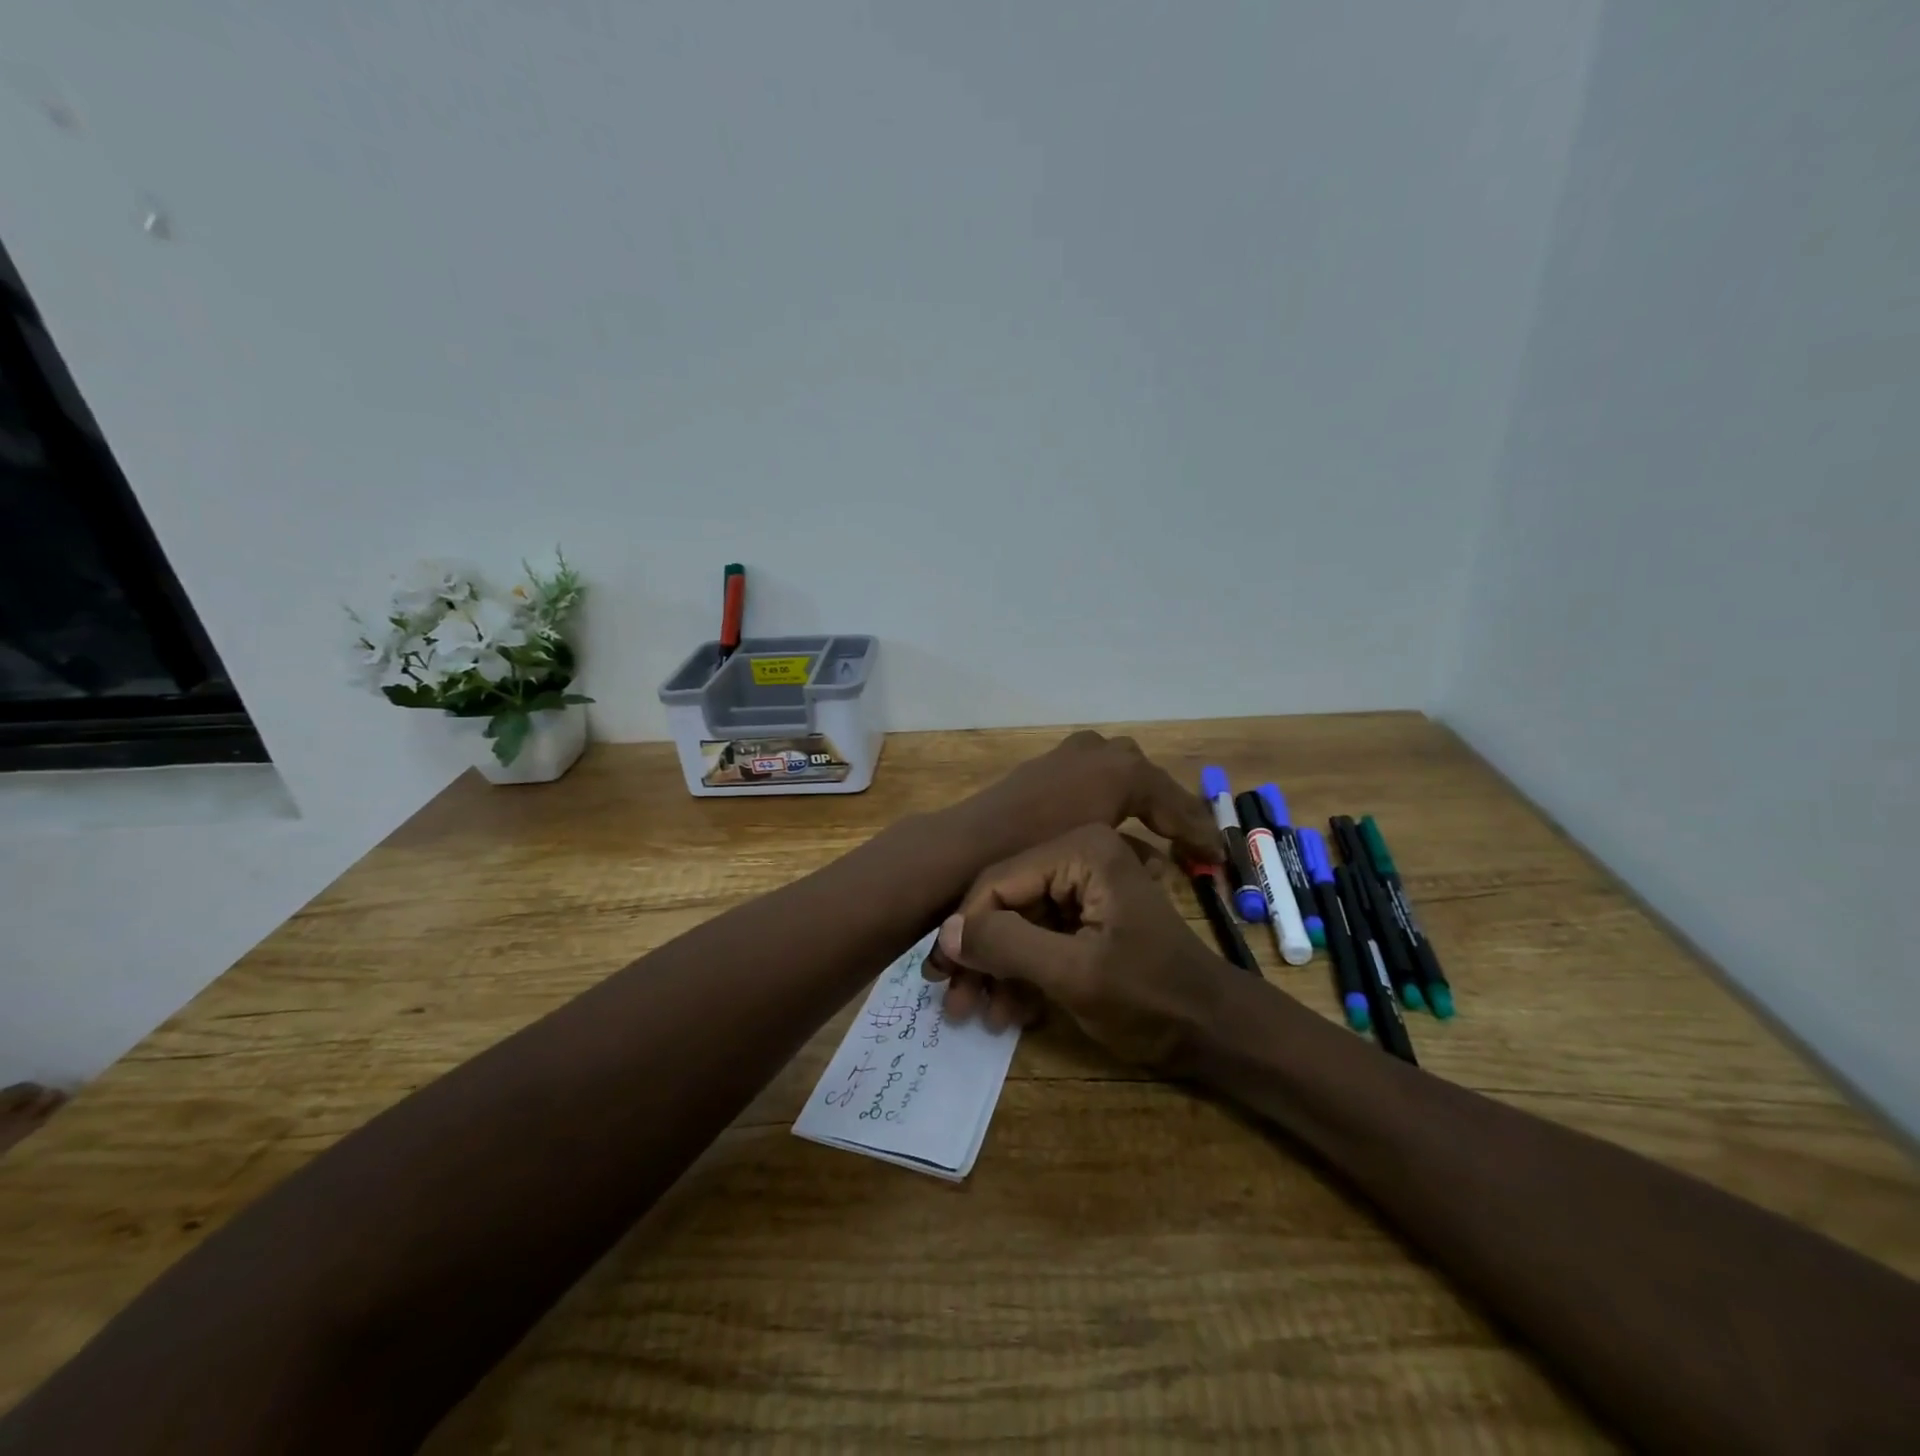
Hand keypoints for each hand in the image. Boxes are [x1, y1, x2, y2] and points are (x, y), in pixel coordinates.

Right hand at [923, 823, 1236, 1067]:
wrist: (1213, 1030)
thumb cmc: (1150, 997)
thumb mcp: (1074, 973)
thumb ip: (1007, 945)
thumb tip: (945, 933)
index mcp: (1082, 849)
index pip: (999, 880)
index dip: (965, 928)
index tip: (940, 976)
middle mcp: (1079, 854)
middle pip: (1006, 901)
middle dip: (980, 955)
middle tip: (953, 1004)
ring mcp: (1084, 885)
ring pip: (1018, 922)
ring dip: (997, 970)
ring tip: (979, 1016)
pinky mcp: (1087, 914)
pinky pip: (1039, 936)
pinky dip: (1023, 973)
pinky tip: (1012, 1011)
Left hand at [949, 730, 1221, 869]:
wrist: (970, 845)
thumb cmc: (1040, 852)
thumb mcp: (1098, 854)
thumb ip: (1137, 855)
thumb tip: (1161, 864)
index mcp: (1123, 769)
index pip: (1175, 802)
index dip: (1198, 831)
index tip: (1216, 856)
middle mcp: (1101, 750)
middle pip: (1150, 781)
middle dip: (1170, 810)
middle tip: (1189, 840)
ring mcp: (1072, 752)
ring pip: (1121, 774)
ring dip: (1140, 801)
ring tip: (1156, 832)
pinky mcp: (1048, 763)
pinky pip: (1094, 776)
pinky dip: (1109, 796)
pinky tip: (1108, 822)